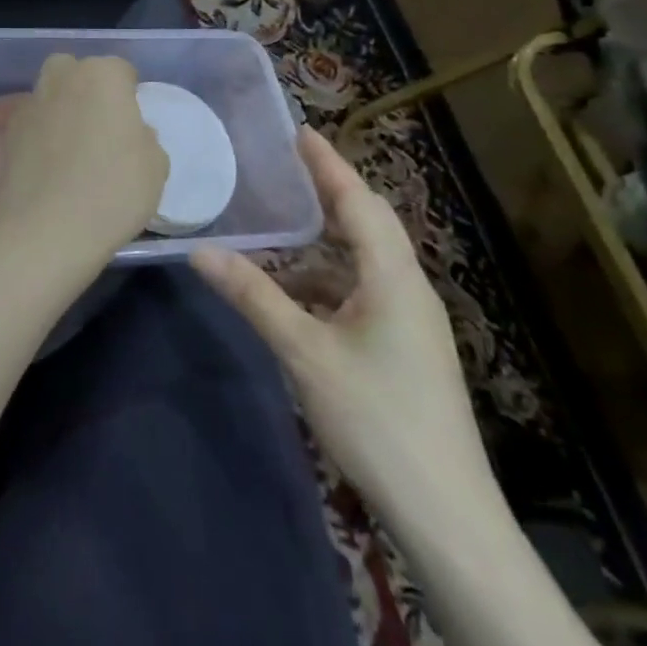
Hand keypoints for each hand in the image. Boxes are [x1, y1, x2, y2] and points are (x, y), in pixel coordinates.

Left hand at [0, 55, 167, 269]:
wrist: (46, 228)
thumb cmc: (113, 190)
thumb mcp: (155, 165)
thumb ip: (144, 137)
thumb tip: (129, 132)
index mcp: (101, 75)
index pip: (120, 70)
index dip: (128, 93)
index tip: (132, 122)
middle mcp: (61, 78)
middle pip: (75, 71)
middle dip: (86, 88)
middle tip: (101, 126)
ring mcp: (29, 103)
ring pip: (49, 94)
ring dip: (61, 110)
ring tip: (74, 149)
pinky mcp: (7, 132)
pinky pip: (32, 124)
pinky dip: (41, 135)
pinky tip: (50, 166)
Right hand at [190, 128, 496, 526]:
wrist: (446, 514)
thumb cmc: (377, 418)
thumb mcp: (304, 351)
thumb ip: (253, 296)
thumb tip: (200, 250)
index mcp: (393, 280)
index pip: (359, 203)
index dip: (328, 165)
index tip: (300, 131)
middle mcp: (408, 291)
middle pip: (368, 226)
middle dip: (329, 192)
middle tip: (286, 165)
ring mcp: (410, 324)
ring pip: (362, 263)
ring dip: (322, 242)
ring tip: (277, 226)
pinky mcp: (403, 351)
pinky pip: (360, 293)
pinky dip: (324, 281)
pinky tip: (291, 294)